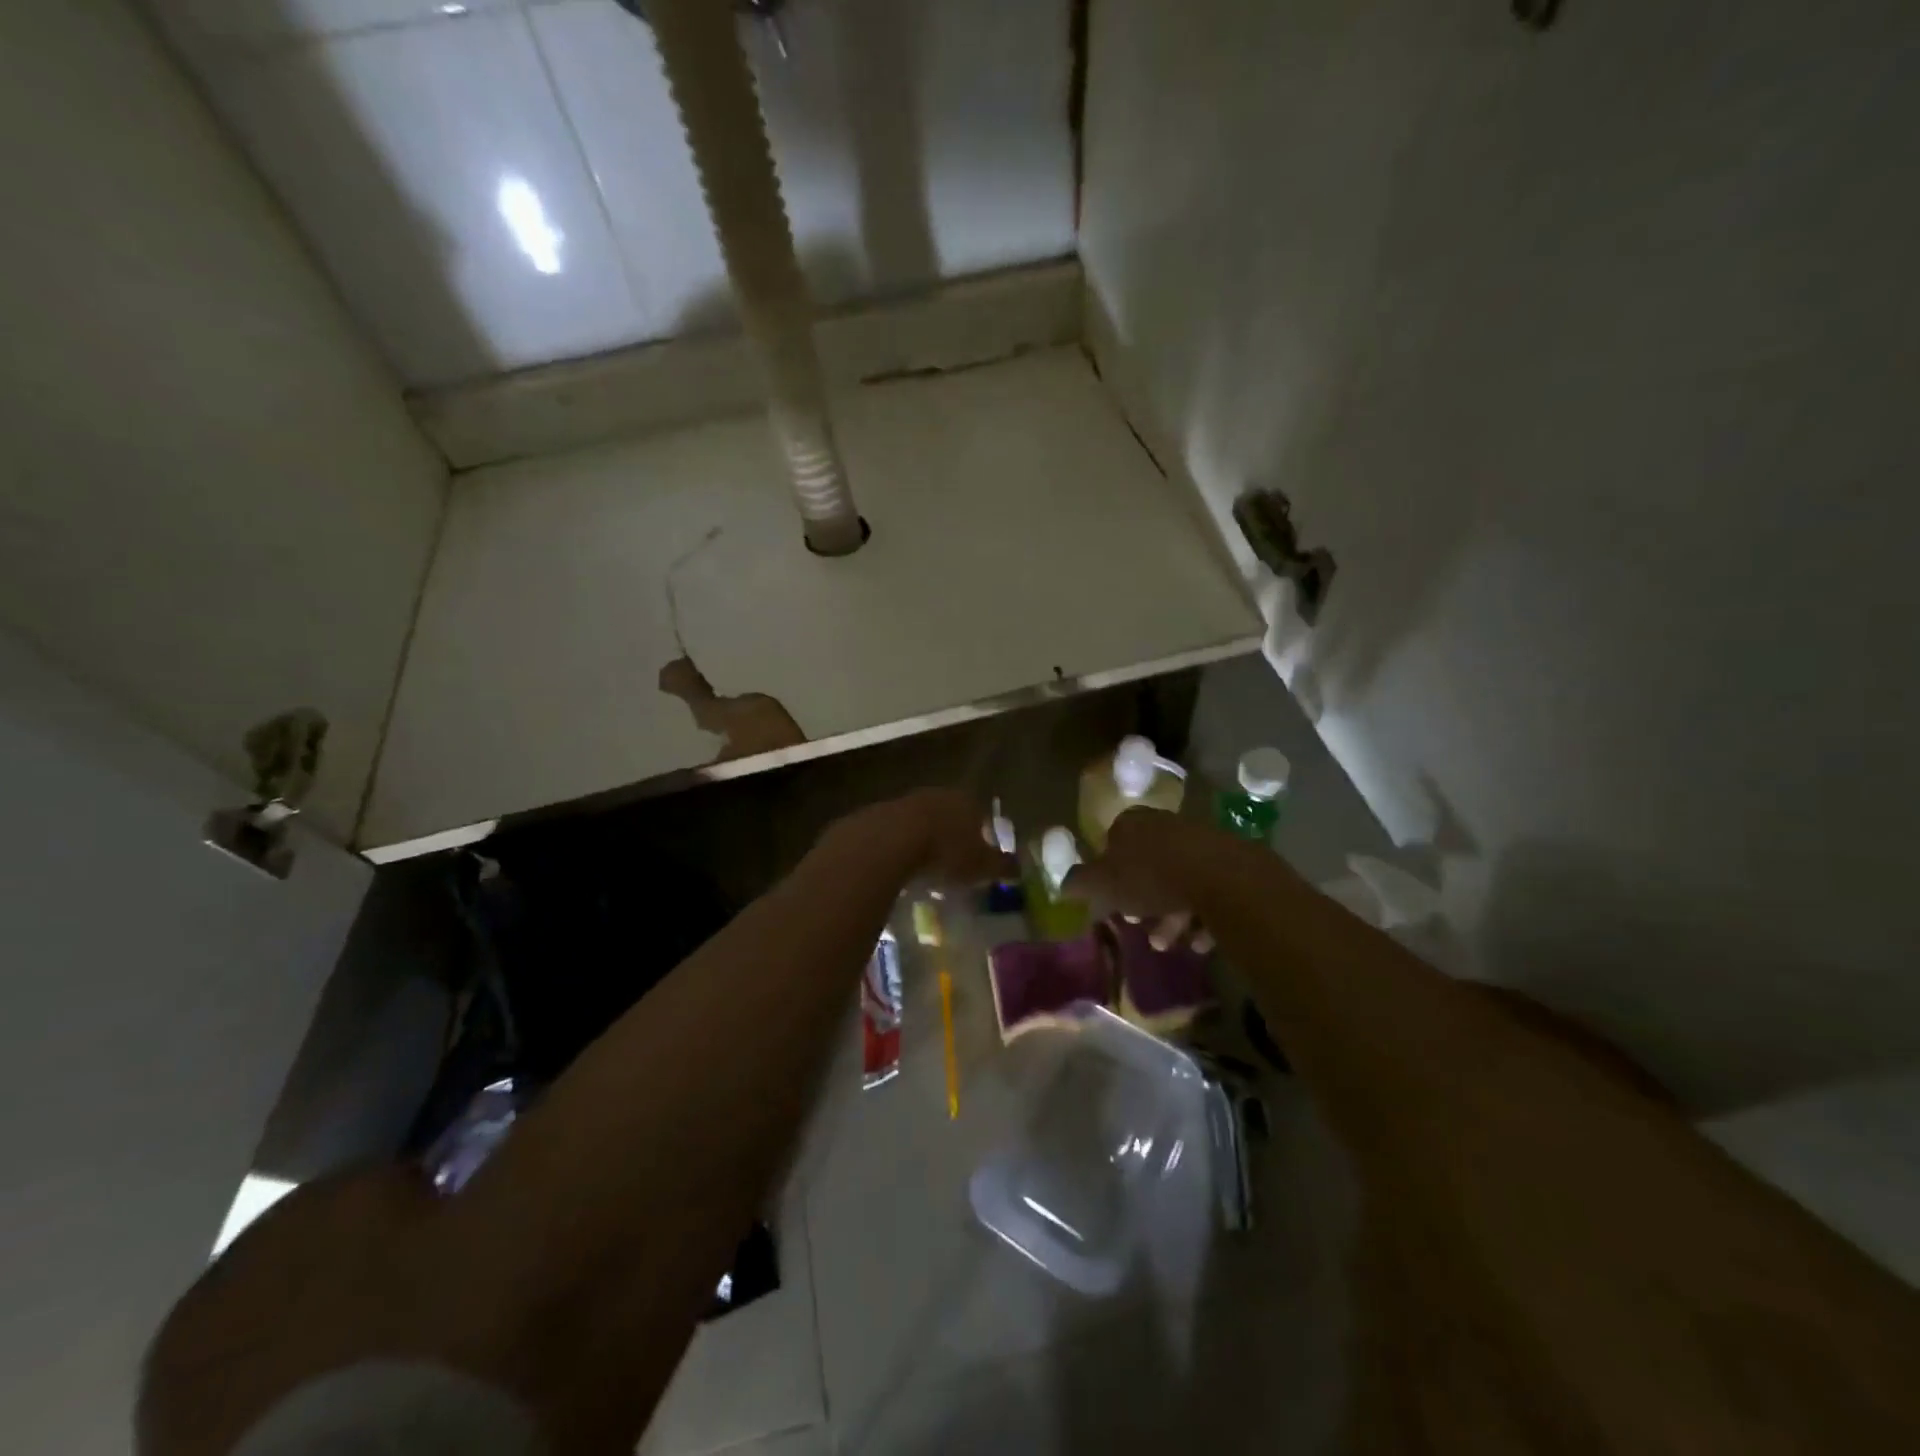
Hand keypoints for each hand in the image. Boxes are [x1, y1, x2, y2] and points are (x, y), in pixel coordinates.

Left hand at [835, 788, 1011, 886]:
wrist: (888, 843)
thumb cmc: (945, 852)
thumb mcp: (981, 866)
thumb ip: (1001, 866)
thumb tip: (1019, 869)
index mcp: (965, 801)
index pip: (980, 813)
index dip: (981, 834)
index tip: (979, 855)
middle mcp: (936, 795)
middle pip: (948, 814)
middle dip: (951, 835)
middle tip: (952, 862)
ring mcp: (904, 801)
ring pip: (920, 821)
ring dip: (923, 840)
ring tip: (924, 868)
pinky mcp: (875, 815)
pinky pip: (894, 833)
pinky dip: (898, 847)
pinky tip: (897, 866)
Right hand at [1063, 807, 1213, 952]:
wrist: (1220, 877)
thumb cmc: (1150, 877)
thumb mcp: (1102, 884)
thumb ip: (1079, 883)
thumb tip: (1064, 884)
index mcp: (1131, 823)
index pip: (1112, 842)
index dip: (1108, 874)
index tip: (1111, 901)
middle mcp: (1164, 824)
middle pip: (1147, 865)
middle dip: (1142, 901)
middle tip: (1140, 926)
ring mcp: (1198, 841)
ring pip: (1177, 881)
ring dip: (1171, 916)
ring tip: (1169, 943)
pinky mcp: (1228, 861)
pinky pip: (1207, 890)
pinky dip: (1200, 916)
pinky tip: (1199, 940)